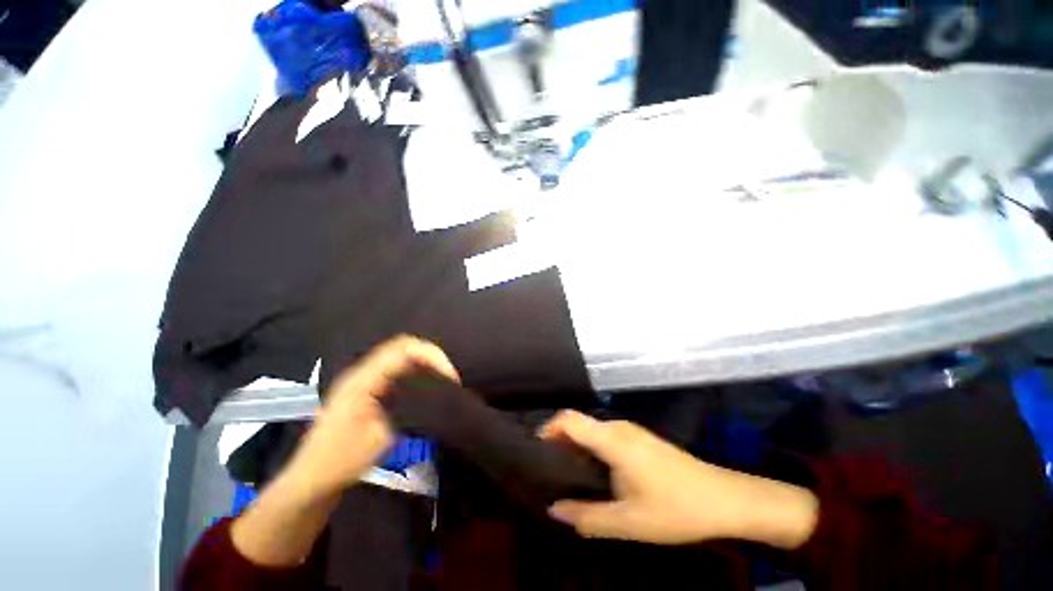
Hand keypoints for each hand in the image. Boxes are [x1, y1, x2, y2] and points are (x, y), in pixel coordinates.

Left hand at [286, 335, 458, 497]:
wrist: (310, 481)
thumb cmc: (341, 462)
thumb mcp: (380, 437)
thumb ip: (409, 408)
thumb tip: (435, 392)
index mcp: (363, 379)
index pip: (404, 349)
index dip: (432, 356)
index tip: (450, 378)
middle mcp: (362, 372)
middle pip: (404, 346)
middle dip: (431, 356)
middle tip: (449, 378)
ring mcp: (362, 379)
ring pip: (400, 355)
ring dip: (424, 362)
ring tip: (441, 380)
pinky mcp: (365, 388)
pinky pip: (396, 368)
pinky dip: (415, 371)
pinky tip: (424, 387)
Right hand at [539, 411, 818, 548]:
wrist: (723, 498)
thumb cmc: (675, 508)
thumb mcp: (628, 521)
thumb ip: (587, 516)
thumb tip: (553, 509)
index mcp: (611, 439)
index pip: (569, 419)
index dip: (548, 429)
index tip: (535, 450)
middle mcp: (618, 427)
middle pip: (577, 423)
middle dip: (558, 442)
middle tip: (546, 470)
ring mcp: (630, 431)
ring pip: (591, 430)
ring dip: (575, 448)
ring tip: (565, 474)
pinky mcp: (639, 439)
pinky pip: (604, 436)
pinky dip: (590, 450)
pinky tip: (594, 474)